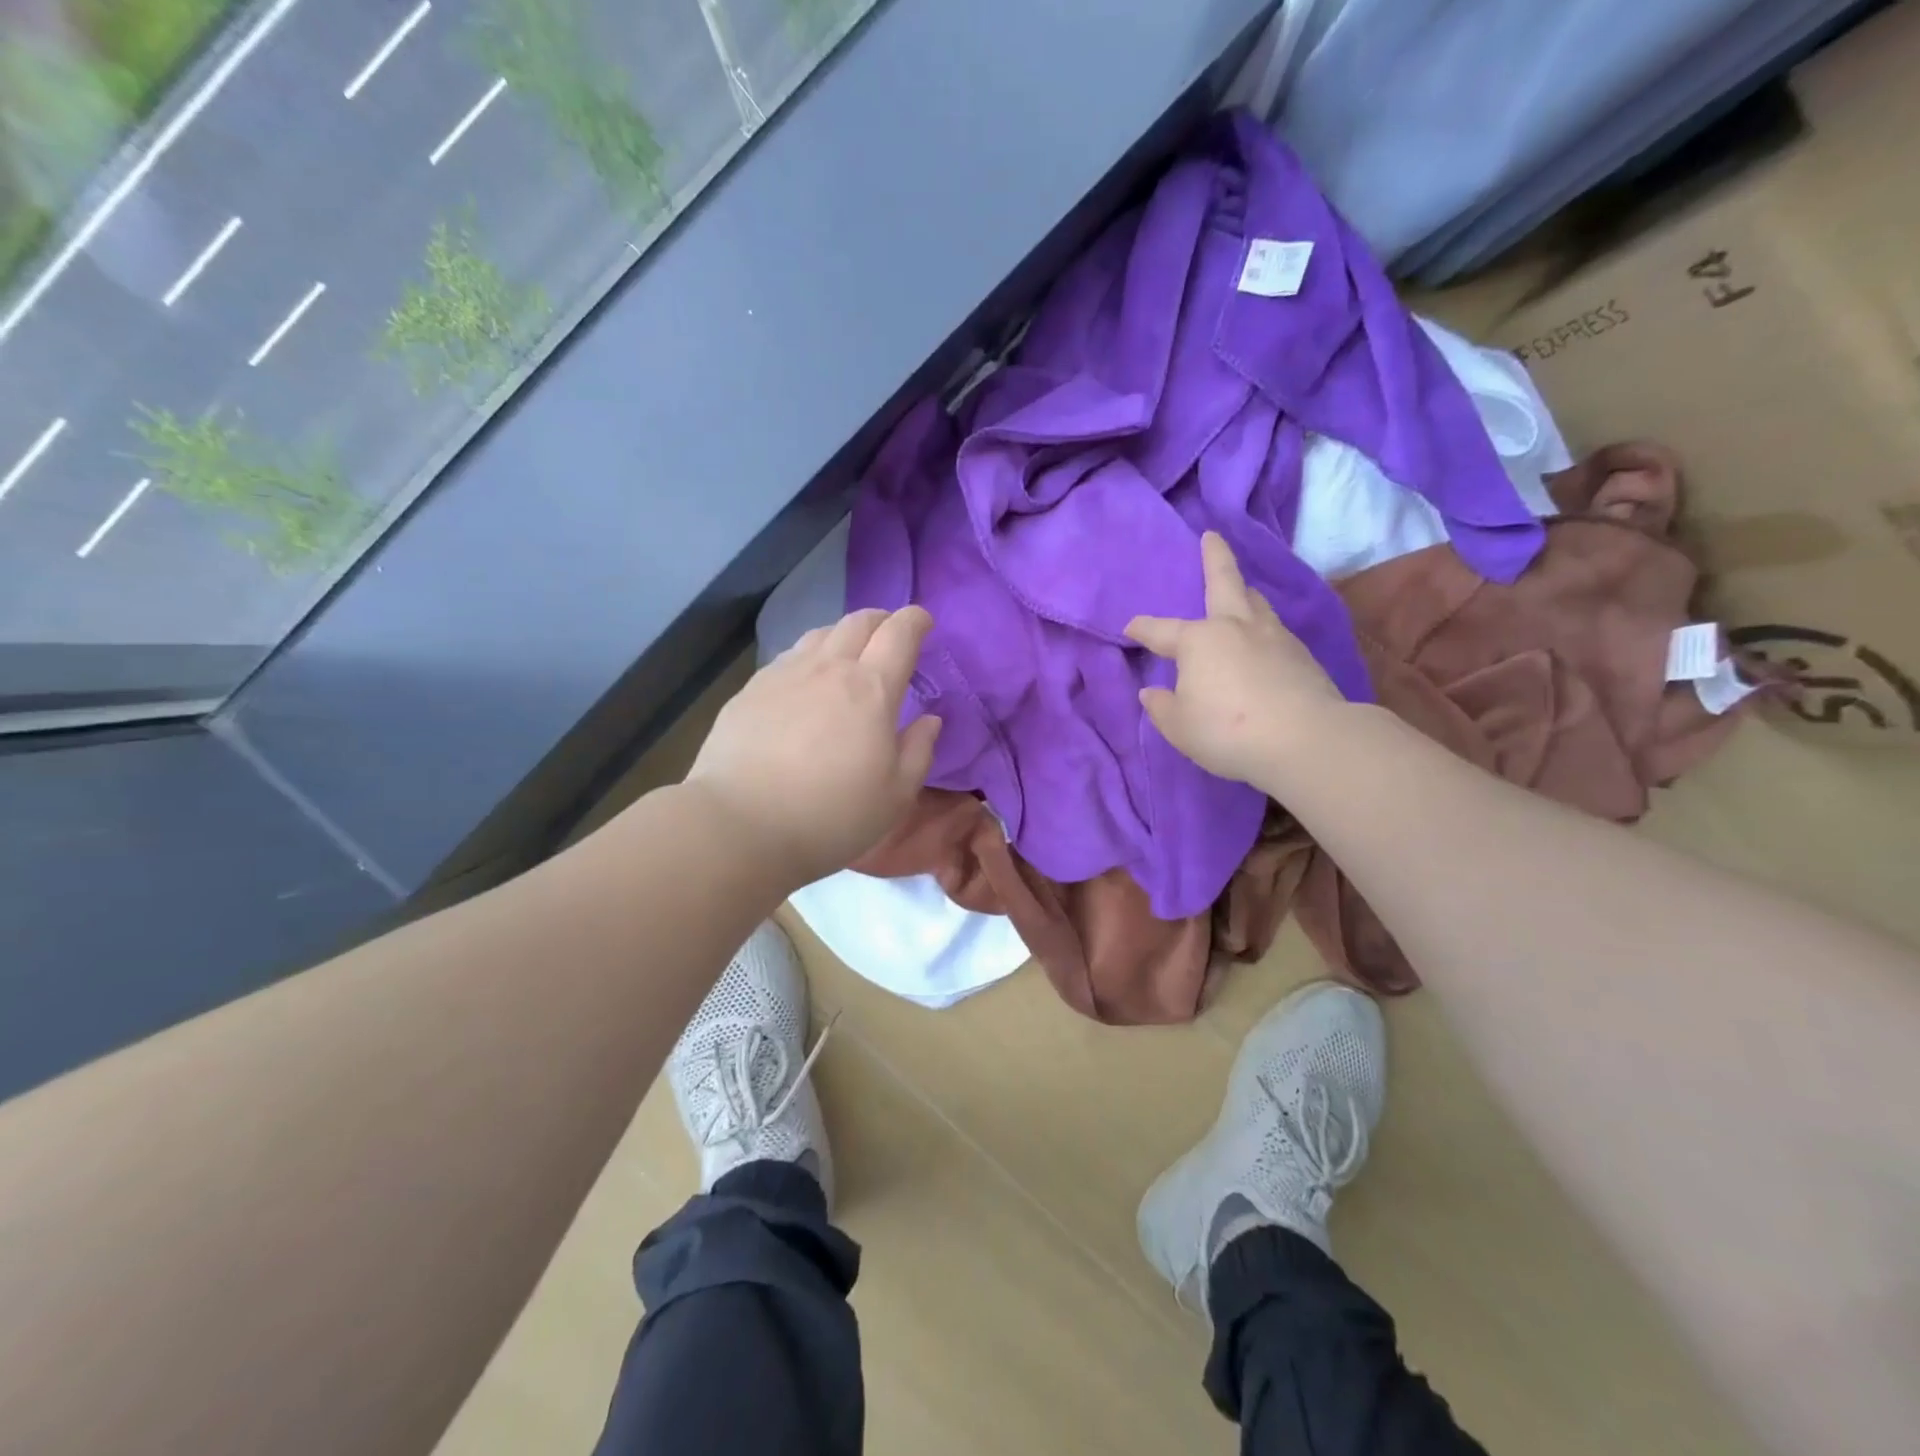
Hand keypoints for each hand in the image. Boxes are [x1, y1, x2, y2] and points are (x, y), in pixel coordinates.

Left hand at [687, 606, 942, 886]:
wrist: (741, 824)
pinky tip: (804, 682)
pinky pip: (788, 657)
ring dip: (843, 635)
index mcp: (872, 689)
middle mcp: (829, 668)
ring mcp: (784, 675)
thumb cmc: (831, 816)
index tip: (923, 622)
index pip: (900, 634)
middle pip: (858, 621)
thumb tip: (929, 720)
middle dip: (881, 620)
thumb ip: (919, 751)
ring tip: (847, 656)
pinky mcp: (750, 690)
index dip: (915, 621)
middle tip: (889, 635)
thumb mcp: (895, 796)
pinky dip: (808, 658)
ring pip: (820, 634)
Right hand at [1125, 531, 1344, 787]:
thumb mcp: (1179, 727)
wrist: (1305, 739)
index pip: (1161, 631)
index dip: (1142, 628)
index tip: (1130, 627)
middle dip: (1215, 557)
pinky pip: (1275, 631)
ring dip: (1244, 593)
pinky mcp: (1302, 656)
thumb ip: (1162, 707)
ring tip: (1241, 592)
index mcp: (1199, 641)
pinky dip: (1263, 629)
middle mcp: (1236, 627)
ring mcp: (1274, 637)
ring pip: (1256, 603)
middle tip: (1212, 537)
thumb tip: (1151, 692)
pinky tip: (1263, 642)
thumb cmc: (1227, 731)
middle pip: (1225, 582)